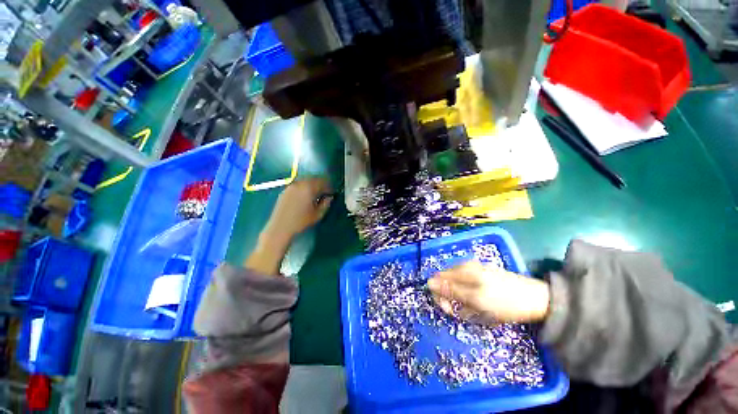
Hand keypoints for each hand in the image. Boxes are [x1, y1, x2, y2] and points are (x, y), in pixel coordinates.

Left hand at [263, 178, 333, 239]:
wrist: (280, 227)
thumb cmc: (301, 221)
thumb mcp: (318, 214)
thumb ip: (326, 204)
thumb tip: (329, 198)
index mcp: (309, 187)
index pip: (323, 182)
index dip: (329, 187)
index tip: (332, 193)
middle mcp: (300, 183)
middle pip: (314, 179)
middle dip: (321, 185)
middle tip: (325, 193)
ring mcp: (291, 186)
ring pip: (305, 181)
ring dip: (312, 186)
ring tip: (316, 195)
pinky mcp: (285, 190)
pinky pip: (298, 185)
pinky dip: (304, 188)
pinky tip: (305, 197)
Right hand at [427, 261, 549, 324]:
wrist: (537, 300)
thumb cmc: (504, 301)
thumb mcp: (475, 299)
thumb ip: (450, 290)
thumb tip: (428, 283)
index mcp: (462, 270)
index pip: (438, 279)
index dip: (439, 294)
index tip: (448, 310)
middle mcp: (466, 268)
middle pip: (447, 283)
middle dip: (451, 300)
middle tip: (463, 314)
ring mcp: (476, 272)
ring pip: (458, 289)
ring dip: (462, 302)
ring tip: (477, 312)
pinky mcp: (484, 279)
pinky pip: (469, 290)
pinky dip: (471, 301)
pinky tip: (482, 308)